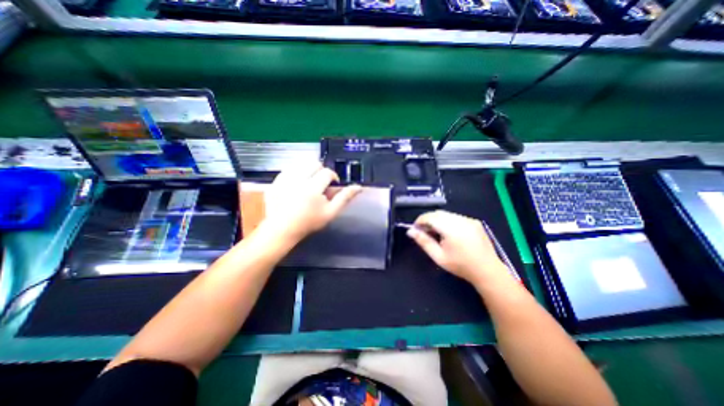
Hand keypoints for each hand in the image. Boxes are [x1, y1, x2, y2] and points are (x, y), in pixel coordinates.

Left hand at [261, 162, 361, 243]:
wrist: (282, 229)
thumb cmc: (309, 222)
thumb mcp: (331, 212)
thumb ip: (345, 198)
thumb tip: (359, 187)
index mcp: (313, 188)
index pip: (327, 172)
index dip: (332, 177)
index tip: (331, 185)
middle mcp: (298, 180)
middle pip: (314, 163)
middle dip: (320, 171)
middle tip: (320, 184)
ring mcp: (284, 179)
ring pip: (301, 164)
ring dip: (308, 171)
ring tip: (308, 183)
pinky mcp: (275, 181)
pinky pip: (288, 169)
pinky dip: (295, 173)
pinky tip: (296, 184)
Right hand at [406, 211, 506, 283]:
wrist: (487, 270)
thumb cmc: (460, 266)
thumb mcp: (438, 256)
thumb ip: (423, 242)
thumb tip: (410, 231)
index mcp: (452, 229)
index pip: (430, 217)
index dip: (420, 221)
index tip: (415, 229)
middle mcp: (461, 220)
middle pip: (438, 213)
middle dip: (428, 220)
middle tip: (424, 232)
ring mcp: (469, 219)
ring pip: (446, 214)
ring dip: (437, 220)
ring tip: (436, 233)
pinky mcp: (474, 221)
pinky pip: (455, 217)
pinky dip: (447, 221)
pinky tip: (449, 233)